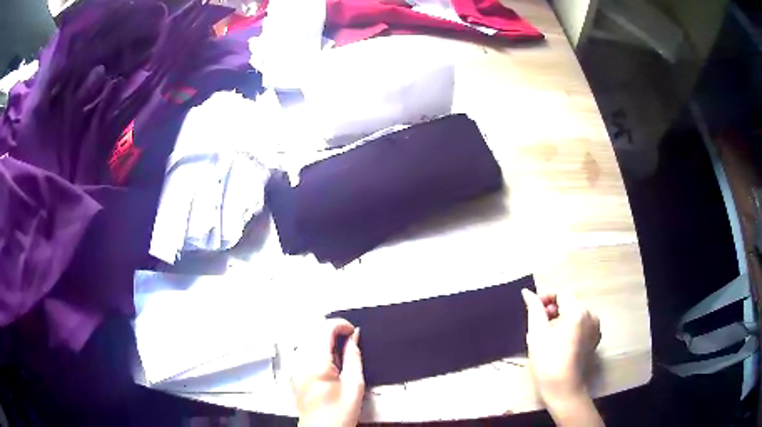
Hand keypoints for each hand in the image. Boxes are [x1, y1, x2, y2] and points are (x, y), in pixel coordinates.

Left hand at [292, 318, 364, 426]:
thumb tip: (354, 337)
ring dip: (325, 339)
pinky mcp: (294, 373)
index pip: (324, 329)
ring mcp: (294, 367)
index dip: (341, 324)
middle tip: (350, 343)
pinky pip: (304, 351)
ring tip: (340, 356)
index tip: (353, 331)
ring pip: (308, 339)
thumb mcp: (355, 385)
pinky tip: (329, 364)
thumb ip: (354, 357)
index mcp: (315, 364)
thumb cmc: (339, 413)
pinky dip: (318, 349)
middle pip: (313, 331)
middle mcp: (300, 362)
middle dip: (333, 331)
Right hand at [522, 289, 600, 405]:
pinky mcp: (594, 340)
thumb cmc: (548, 360)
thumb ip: (534, 309)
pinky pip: (580, 326)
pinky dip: (568, 329)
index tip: (531, 309)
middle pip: (569, 304)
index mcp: (578, 311)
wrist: (562, 389)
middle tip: (536, 325)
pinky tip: (557, 343)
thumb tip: (527, 292)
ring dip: (559, 320)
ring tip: (545, 335)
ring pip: (574, 315)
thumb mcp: (537, 333)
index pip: (561, 294)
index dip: (544, 298)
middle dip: (551, 310)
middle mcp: (591, 316)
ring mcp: (595, 328)